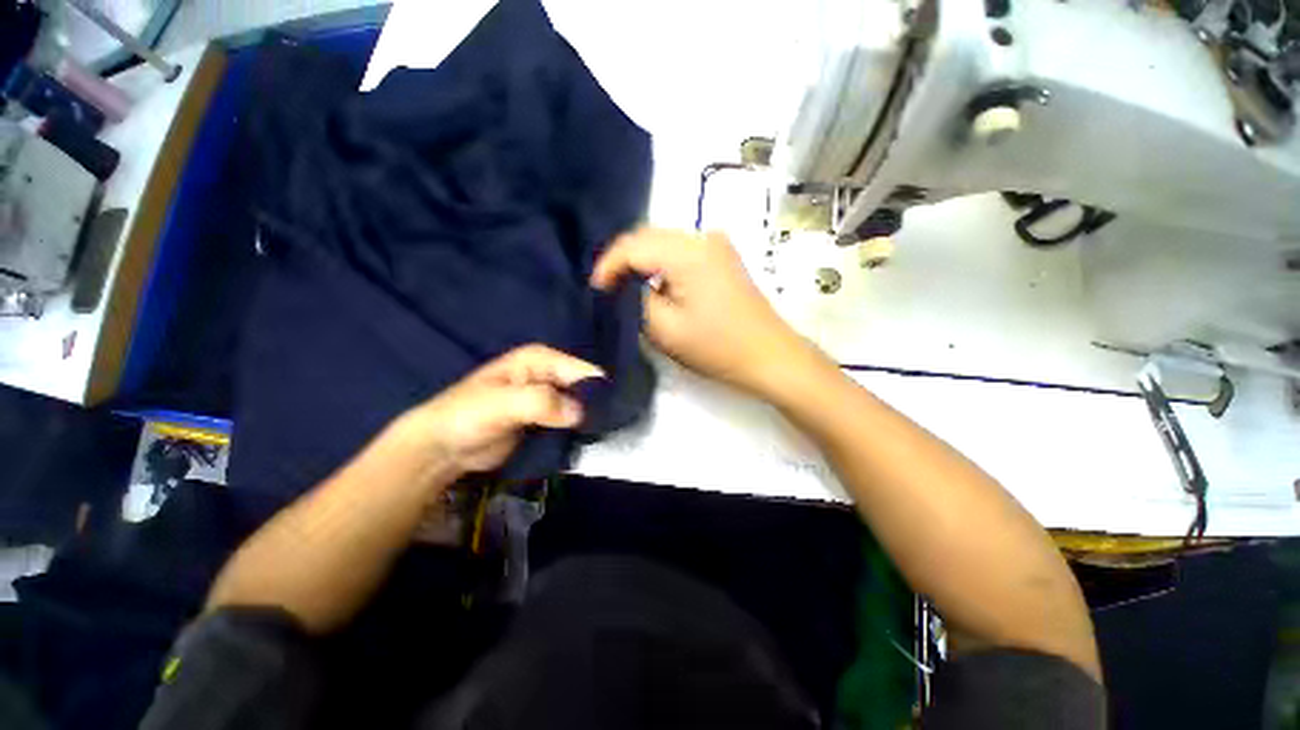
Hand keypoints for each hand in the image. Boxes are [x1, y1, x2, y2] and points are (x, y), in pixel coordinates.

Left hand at [403, 345, 603, 474]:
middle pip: (586, 387)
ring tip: (604, 437)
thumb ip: (540, 403)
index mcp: (541, 360)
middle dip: (598, 406)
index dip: (599, 390)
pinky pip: (571, 423)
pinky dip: (581, 432)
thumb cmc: (466, 416)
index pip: (582, 370)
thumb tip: (580, 413)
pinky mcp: (547, 420)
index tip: (614, 413)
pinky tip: (590, 442)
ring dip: (591, 421)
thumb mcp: (501, 404)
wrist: (442, 448)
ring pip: (582, 406)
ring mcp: (549, 398)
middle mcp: (550, 374)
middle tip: (613, 428)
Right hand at [592, 227, 813, 395]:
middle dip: (623, 262)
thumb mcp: (665, 328)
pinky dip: (661, 265)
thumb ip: (634, 299)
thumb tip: (621, 286)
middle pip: (648, 237)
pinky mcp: (722, 256)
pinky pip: (681, 251)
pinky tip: (654, 283)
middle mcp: (703, 235)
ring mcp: (717, 244)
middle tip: (607, 289)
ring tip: (625, 288)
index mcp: (687, 251)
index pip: (632, 245)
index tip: (594, 290)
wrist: (769, 356)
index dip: (607, 265)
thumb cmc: (717, 347)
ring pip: (663, 243)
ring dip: (642, 262)